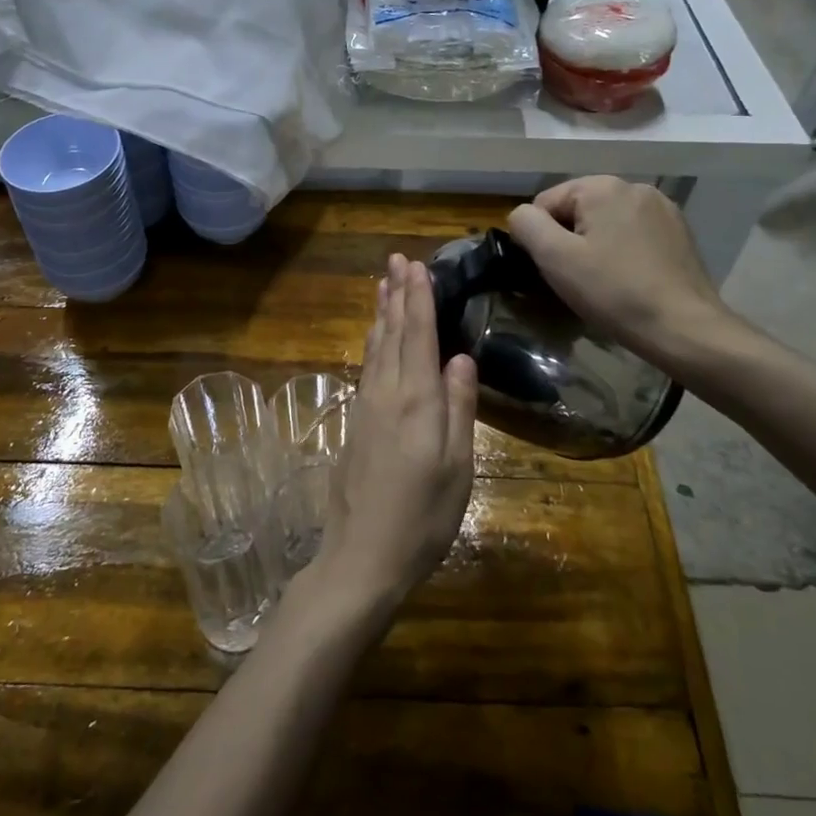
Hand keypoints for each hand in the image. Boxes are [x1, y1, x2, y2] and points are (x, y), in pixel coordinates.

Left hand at [313, 255, 476, 617]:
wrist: (362, 556)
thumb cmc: (422, 516)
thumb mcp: (458, 466)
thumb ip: (458, 406)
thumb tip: (460, 357)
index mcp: (416, 400)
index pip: (418, 335)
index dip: (419, 298)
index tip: (417, 265)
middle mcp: (386, 393)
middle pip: (393, 333)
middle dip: (397, 294)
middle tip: (397, 260)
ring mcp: (366, 406)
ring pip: (376, 346)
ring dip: (382, 312)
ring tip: (384, 284)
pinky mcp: (356, 422)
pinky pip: (367, 366)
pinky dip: (373, 341)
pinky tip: (375, 337)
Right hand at [507, 176, 747, 374]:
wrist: (683, 327)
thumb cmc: (613, 291)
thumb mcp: (555, 258)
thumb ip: (527, 225)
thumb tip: (521, 216)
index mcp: (602, 186)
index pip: (546, 202)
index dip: (540, 237)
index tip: (551, 269)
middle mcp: (634, 186)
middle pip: (578, 209)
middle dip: (569, 239)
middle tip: (575, 278)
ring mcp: (662, 208)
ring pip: (606, 222)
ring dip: (595, 245)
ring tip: (602, 281)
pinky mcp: (678, 231)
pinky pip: (633, 233)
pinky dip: (622, 251)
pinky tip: (628, 278)